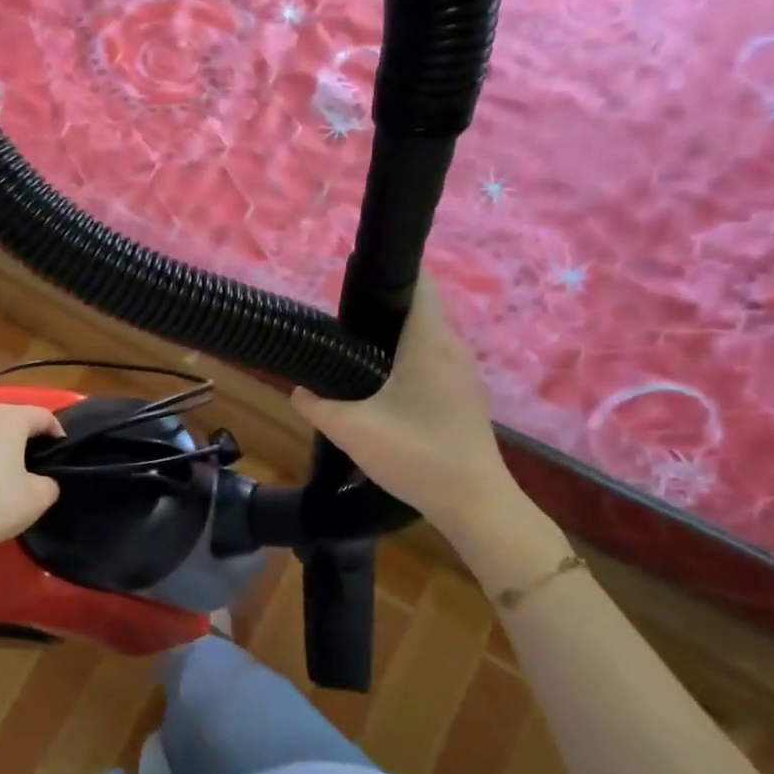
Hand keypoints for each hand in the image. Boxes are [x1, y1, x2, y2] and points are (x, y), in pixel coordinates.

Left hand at [0, 404, 64, 560]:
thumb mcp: (40, 497)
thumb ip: (50, 480)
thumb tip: (42, 479)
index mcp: (9, 418)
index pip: (44, 416)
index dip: (57, 434)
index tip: (61, 456)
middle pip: (16, 417)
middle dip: (30, 435)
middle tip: (39, 460)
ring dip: (4, 442)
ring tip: (12, 467)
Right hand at [292, 275, 517, 532]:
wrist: (474, 502)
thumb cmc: (415, 454)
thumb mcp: (351, 430)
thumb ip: (316, 406)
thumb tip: (300, 391)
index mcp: (428, 341)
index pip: (417, 282)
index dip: (387, 272)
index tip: (352, 279)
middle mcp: (452, 347)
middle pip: (419, 308)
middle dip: (381, 309)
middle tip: (341, 323)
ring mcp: (464, 372)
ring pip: (426, 337)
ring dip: (394, 338)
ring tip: (356, 353)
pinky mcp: (466, 396)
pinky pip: (434, 361)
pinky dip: (408, 361)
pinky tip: (384, 387)